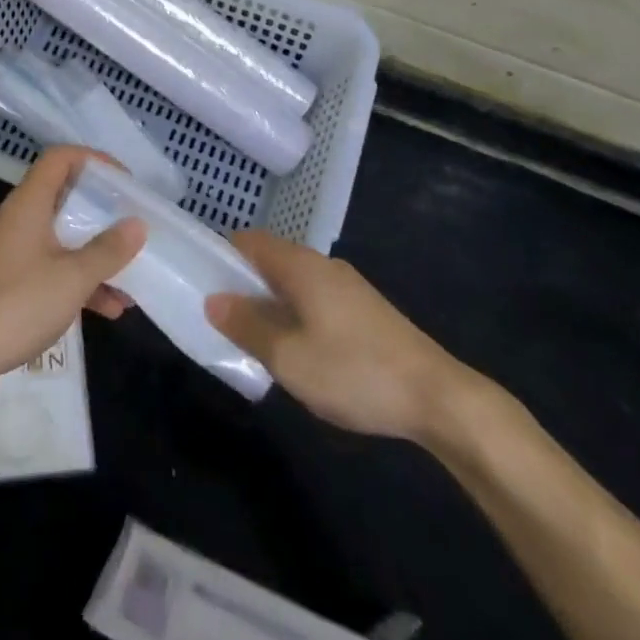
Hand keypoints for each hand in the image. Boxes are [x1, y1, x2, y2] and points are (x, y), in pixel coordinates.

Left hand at [0, 146, 146, 411]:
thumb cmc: (17, 304)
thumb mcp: (72, 278)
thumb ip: (107, 250)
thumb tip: (137, 224)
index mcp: (30, 203)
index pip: (61, 158)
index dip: (94, 159)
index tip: (125, 181)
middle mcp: (21, 218)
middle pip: (65, 196)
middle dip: (103, 211)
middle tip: (133, 224)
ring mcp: (15, 250)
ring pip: (63, 237)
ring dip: (96, 254)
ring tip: (132, 277)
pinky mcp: (13, 280)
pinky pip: (54, 267)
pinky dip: (80, 281)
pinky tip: (110, 308)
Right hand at [206, 231, 488, 445]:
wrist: (439, 398)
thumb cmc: (355, 372)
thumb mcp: (289, 358)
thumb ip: (247, 327)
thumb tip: (213, 299)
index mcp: (301, 266)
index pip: (249, 241)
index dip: (221, 254)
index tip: (199, 279)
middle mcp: (323, 266)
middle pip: (271, 260)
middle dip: (243, 283)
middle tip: (220, 317)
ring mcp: (348, 288)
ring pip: (294, 283)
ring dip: (270, 303)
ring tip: (253, 338)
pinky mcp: (365, 312)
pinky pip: (315, 300)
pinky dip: (295, 314)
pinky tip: (296, 350)